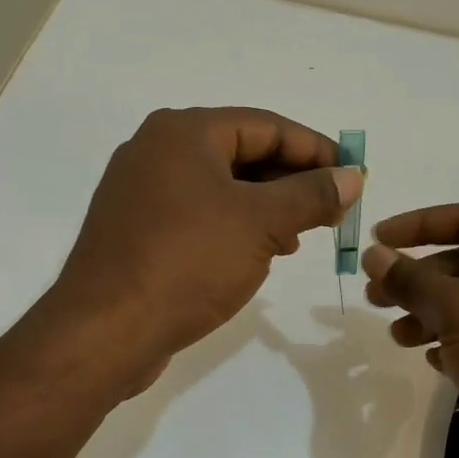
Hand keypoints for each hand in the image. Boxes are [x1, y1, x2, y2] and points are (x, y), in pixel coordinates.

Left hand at [51, 107, 361, 391]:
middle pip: (243, 152)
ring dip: (268, 205)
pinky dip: (237, 224)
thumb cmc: (188, 263)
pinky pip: (200, 213)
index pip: (266, 125)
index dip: (316, 149)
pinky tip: (262, 252)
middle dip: (293, 180)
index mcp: (183, 132)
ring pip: (222, 185)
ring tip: (303, 234)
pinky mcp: (137, 229)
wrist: (106, 332)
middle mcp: (157, 150)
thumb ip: (311, 194)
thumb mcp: (261, 224)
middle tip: (333, 208)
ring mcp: (142, 191)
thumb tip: (352, 176)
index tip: (352, 174)